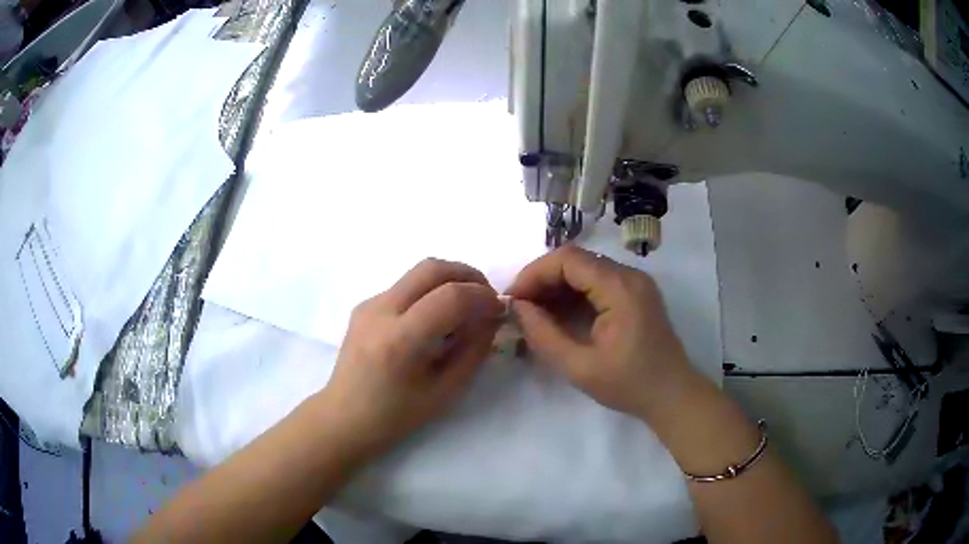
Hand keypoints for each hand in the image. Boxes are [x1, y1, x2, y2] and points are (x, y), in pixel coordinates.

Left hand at [318, 258, 503, 457]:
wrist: (345, 417)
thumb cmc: (397, 415)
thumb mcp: (445, 391)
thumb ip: (473, 350)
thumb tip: (492, 316)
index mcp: (401, 340)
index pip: (450, 296)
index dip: (482, 296)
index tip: (499, 309)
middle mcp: (381, 311)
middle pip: (432, 268)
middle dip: (468, 275)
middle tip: (486, 296)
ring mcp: (369, 304)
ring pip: (418, 272)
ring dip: (449, 279)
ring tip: (465, 305)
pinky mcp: (365, 305)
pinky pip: (405, 286)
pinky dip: (430, 291)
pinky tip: (435, 318)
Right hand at [506, 245, 691, 418]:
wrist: (672, 395)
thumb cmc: (629, 385)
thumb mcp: (580, 367)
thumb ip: (544, 335)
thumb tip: (517, 308)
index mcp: (620, 289)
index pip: (568, 259)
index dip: (535, 274)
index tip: (513, 299)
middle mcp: (629, 275)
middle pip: (576, 260)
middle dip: (543, 279)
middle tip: (520, 307)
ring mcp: (635, 283)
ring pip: (586, 269)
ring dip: (557, 286)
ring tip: (534, 312)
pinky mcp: (636, 293)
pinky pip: (598, 282)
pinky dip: (574, 293)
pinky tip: (558, 314)